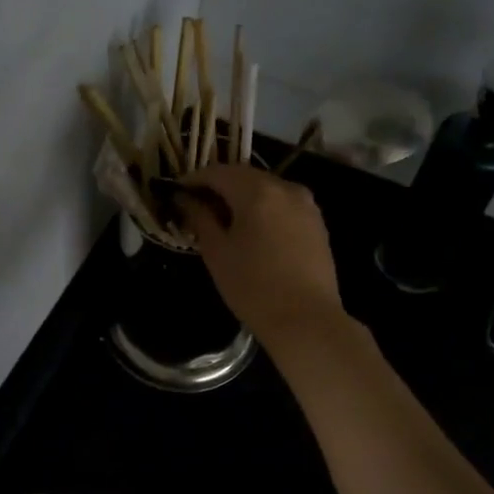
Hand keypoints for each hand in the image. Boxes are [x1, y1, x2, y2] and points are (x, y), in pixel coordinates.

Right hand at [179, 164, 343, 346]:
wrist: (306, 321)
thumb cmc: (253, 287)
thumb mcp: (217, 252)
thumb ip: (199, 218)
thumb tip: (184, 199)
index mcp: (257, 191)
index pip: (217, 172)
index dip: (194, 179)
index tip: (176, 192)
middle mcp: (285, 187)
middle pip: (244, 176)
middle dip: (219, 186)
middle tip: (196, 205)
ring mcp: (306, 204)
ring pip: (265, 189)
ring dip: (242, 196)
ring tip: (223, 219)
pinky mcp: (317, 222)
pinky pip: (282, 204)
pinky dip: (263, 208)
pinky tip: (252, 230)